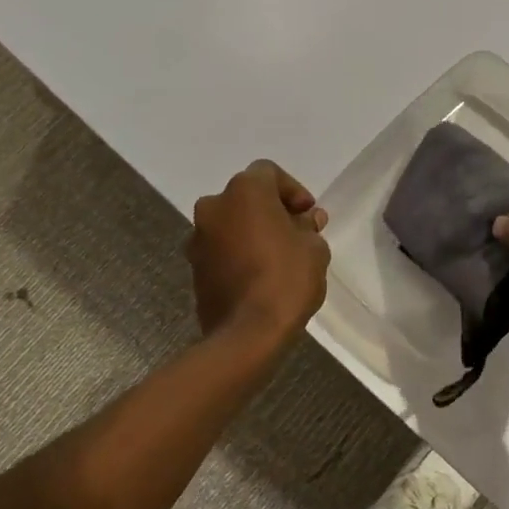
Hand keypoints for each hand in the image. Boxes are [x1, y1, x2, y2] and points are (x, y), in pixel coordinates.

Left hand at [187, 160, 330, 343]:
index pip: (269, 173)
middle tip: (296, 233)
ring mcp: (198, 238)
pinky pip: (221, 249)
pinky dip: (238, 253)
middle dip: (271, 210)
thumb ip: (308, 227)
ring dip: (252, 231)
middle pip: (247, 197)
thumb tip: (305, 221)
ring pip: (231, 223)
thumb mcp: (314, 248)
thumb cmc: (286, 279)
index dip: (292, 190)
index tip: (308, 214)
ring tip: (278, 256)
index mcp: (244, 192)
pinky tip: (259, 274)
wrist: (246, 335)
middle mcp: (214, 207)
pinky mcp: (193, 268)